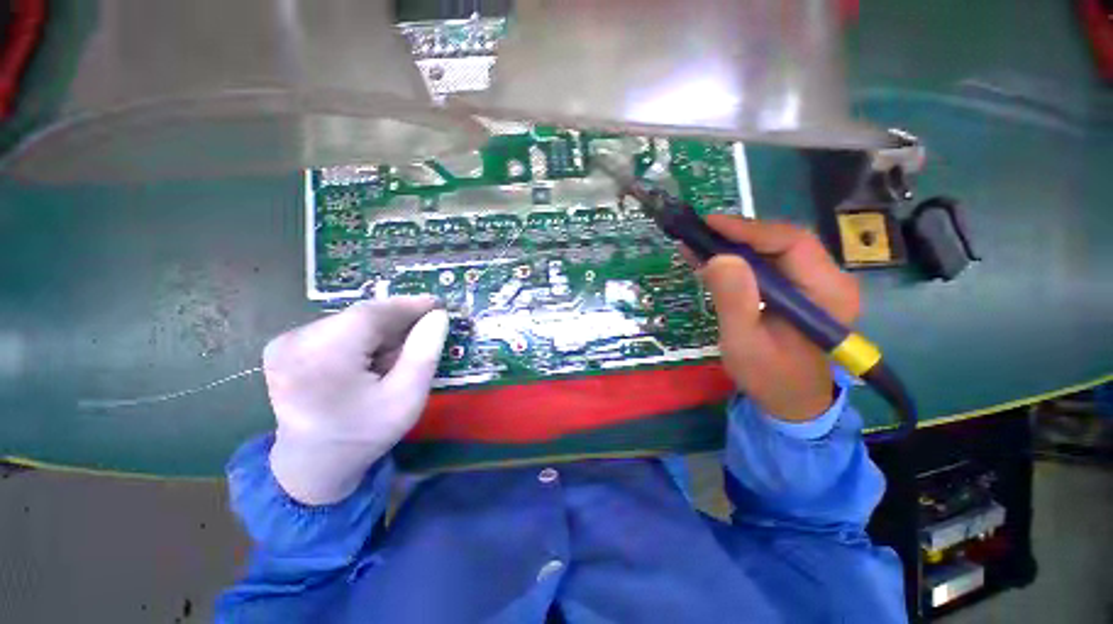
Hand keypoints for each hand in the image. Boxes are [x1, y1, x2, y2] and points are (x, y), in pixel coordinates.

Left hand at [263, 296, 448, 504]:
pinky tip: (373, 359)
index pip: (373, 314)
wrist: (314, 464)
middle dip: (397, 322)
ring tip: (398, 354)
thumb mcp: (407, 397)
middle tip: (426, 331)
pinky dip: (362, 338)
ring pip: (351, 321)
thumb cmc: (365, 433)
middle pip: (361, 317)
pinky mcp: (285, 346)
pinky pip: (337, 329)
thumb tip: (438, 316)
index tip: (438, 304)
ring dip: (381, 331)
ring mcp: (285, 343)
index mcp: (323, 356)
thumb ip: (425, 352)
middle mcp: (295, 341)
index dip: (409, 305)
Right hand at [698, 216, 860, 421]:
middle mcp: (830, 280)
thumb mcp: (744, 342)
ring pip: (774, 249)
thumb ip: (734, 300)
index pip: (791, 243)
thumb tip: (718, 257)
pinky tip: (714, 259)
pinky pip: (769, 264)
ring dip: (736, 245)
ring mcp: (816, 284)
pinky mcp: (800, 289)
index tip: (710, 224)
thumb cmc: (769, 376)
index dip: (749, 229)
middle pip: (783, 241)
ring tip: (701, 244)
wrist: (791, 400)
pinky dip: (740, 259)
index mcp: (827, 293)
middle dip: (739, 235)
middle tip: (700, 234)